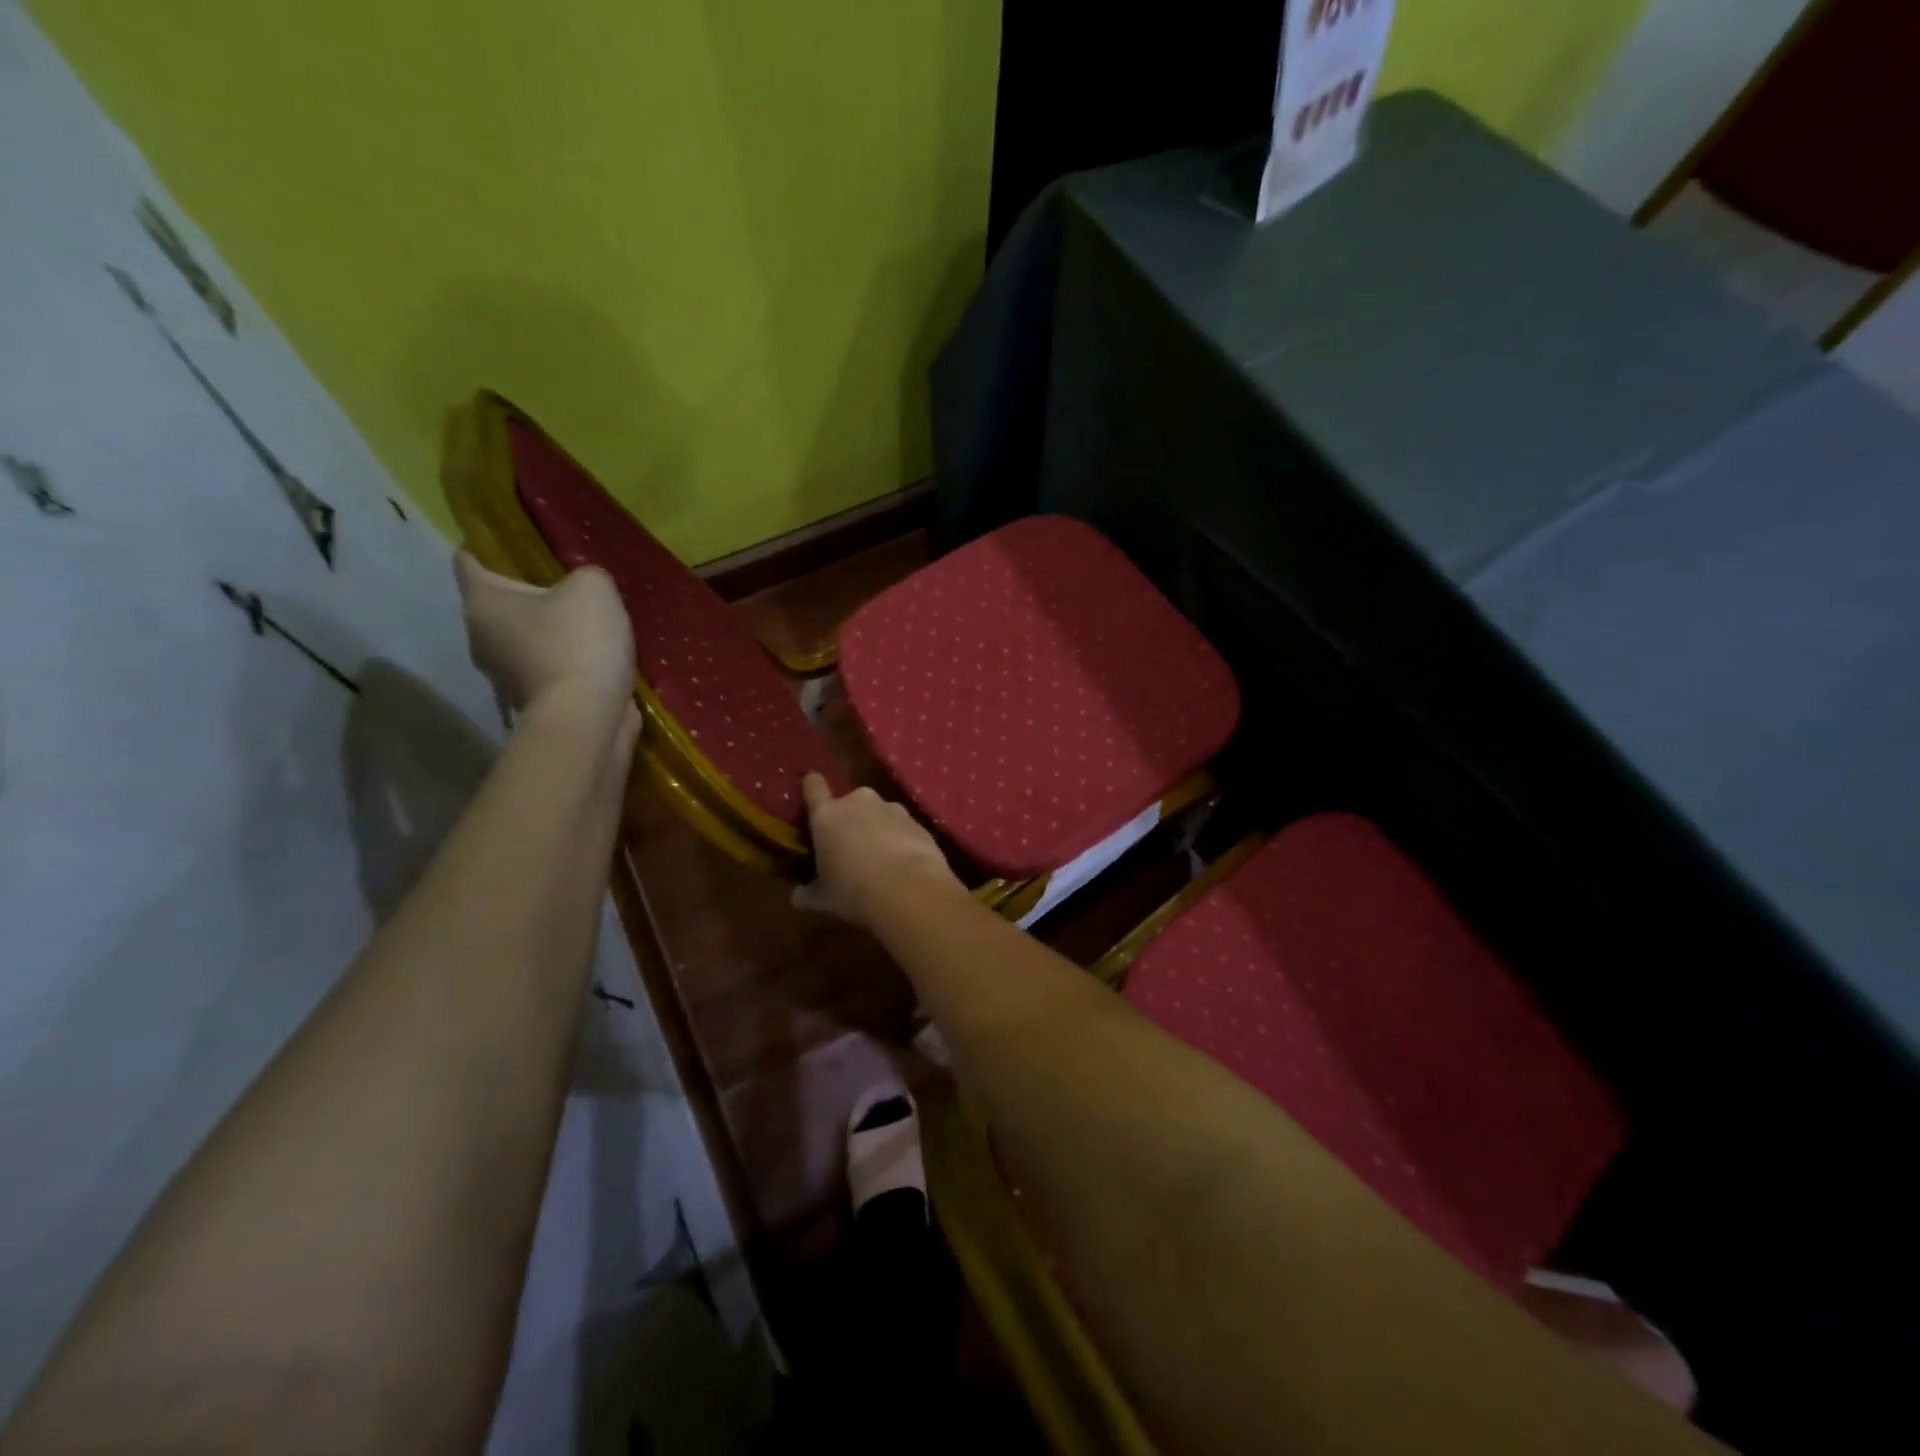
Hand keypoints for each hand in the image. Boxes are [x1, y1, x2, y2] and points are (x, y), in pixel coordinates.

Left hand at [454, 552, 638, 730]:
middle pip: (501, 606)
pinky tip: (597, 659)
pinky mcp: (533, 702)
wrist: (587, 718)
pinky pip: (548, 670)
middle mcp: (481, 638)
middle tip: (568, 588)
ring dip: (551, 634)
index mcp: (482, 602)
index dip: (488, 547)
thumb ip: (586, 576)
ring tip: (590, 626)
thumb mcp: (593, 588)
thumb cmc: (577, 643)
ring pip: (525, 641)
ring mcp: (504, 676)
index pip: (468, 561)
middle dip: (530, 597)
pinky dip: (567, 664)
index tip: (514, 543)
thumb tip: (582, 590)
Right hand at [792, 774, 962, 929]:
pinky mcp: (918, 821)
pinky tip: (903, 864)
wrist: (910, 891)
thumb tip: (797, 896)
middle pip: (849, 803)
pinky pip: (902, 828)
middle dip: (850, 820)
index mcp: (827, 815)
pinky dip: (900, 840)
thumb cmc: (854, 891)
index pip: (814, 786)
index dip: (812, 786)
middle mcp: (858, 802)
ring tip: (880, 859)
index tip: (811, 789)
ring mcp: (892, 808)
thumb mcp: (823, 899)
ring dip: (877, 829)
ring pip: (879, 814)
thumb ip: (807, 893)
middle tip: (850, 847)